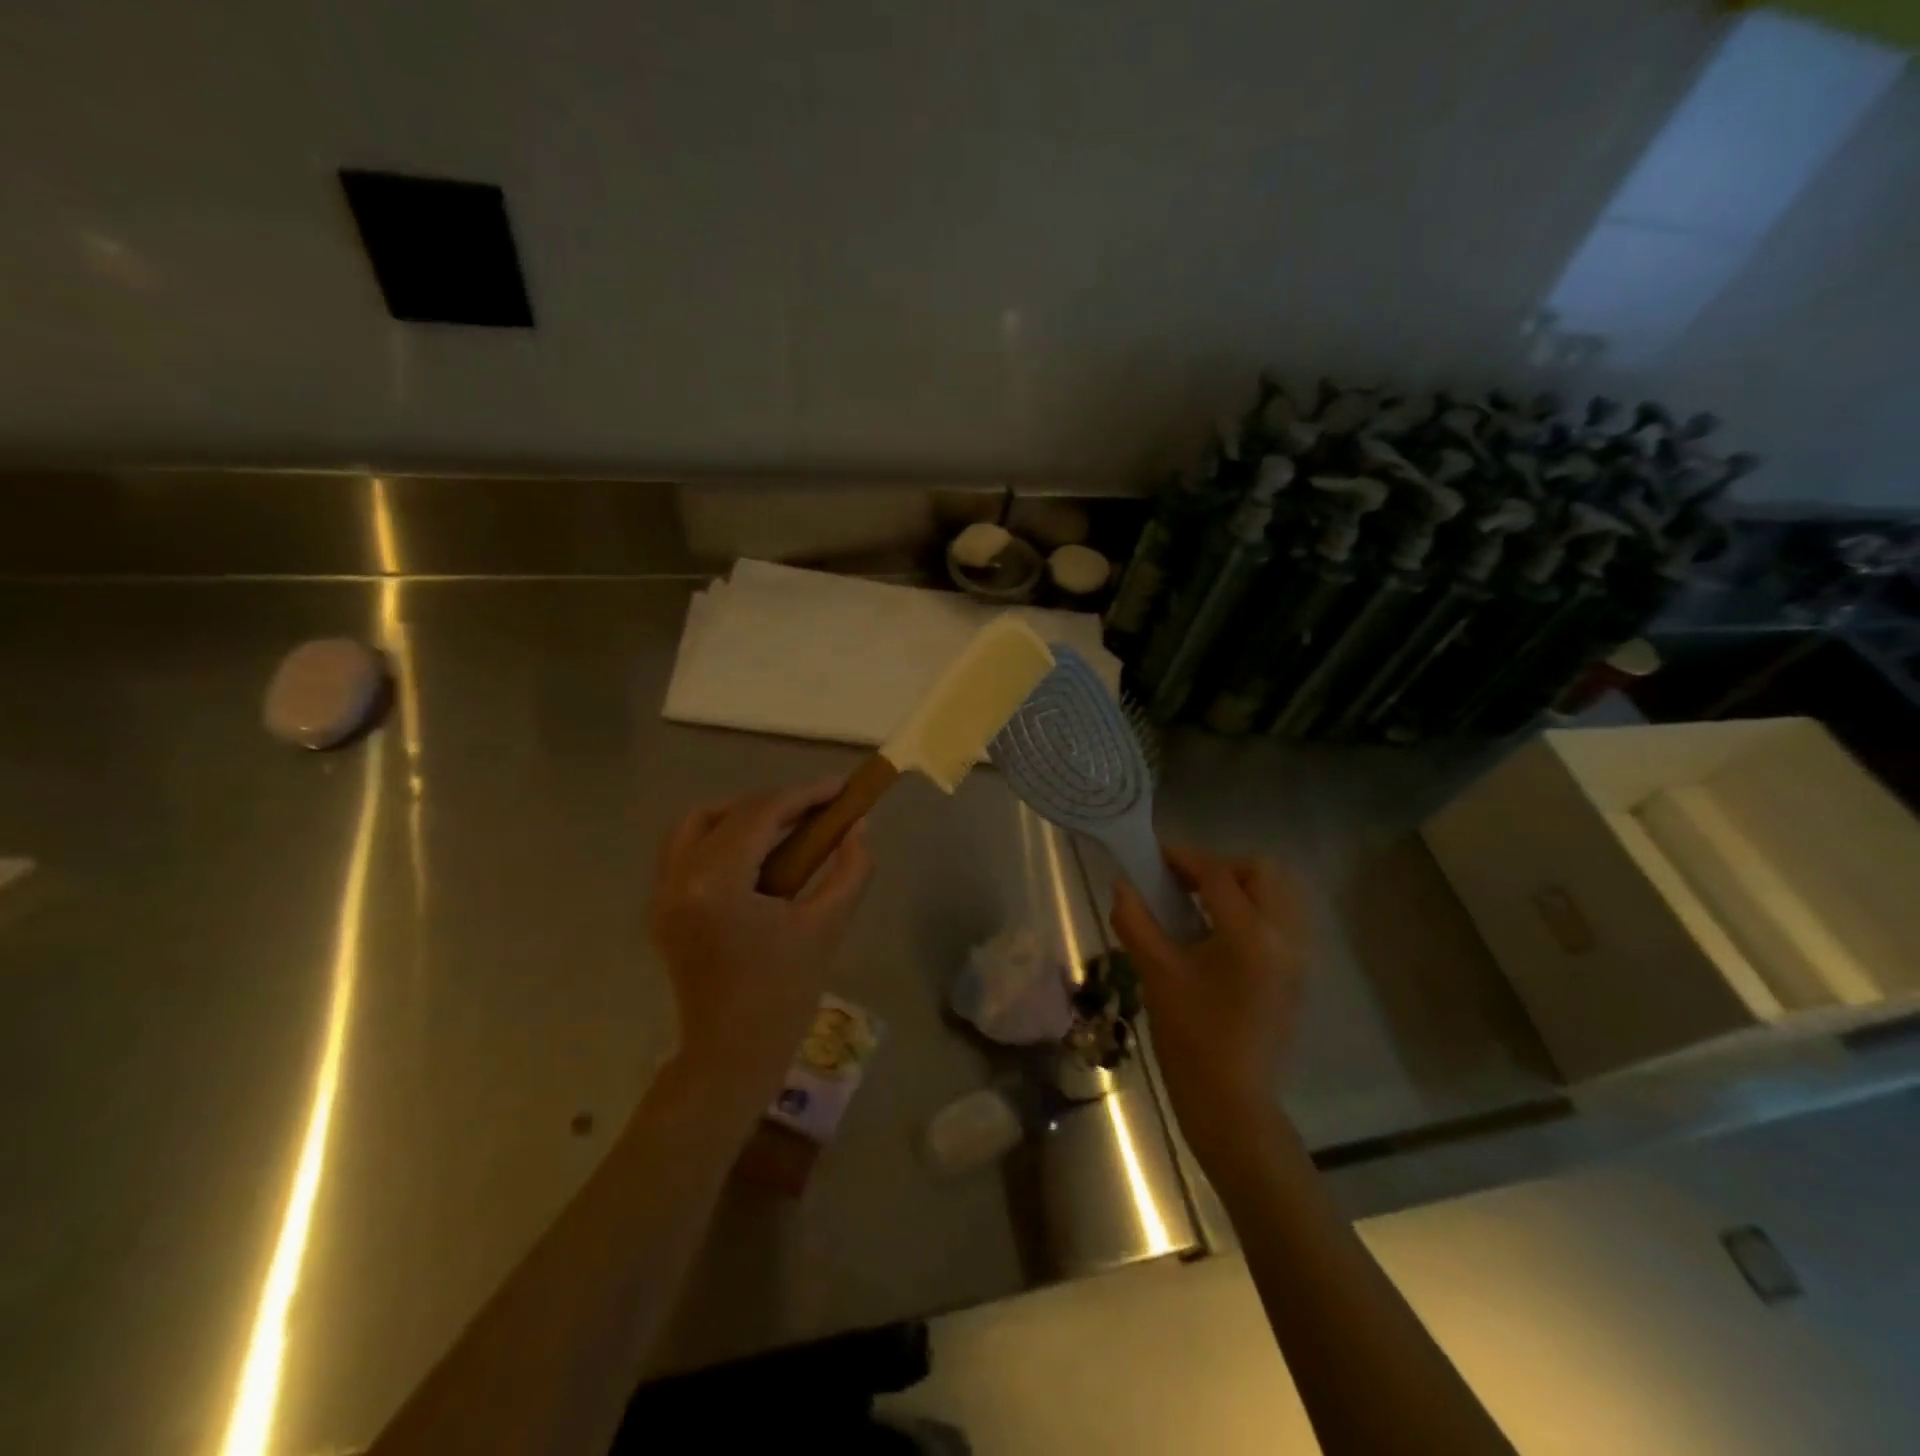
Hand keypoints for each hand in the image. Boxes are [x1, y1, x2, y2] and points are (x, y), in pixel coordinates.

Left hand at [651, 780, 873, 1099]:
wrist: (732, 1055)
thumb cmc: (784, 994)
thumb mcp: (826, 926)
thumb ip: (850, 868)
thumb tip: (860, 825)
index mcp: (716, 883)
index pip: (761, 814)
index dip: (805, 795)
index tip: (842, 788)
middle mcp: (677, 877)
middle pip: (729, 813)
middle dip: (778, 804)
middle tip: (820, 810)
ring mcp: (662, 892)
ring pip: (697, 824)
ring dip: (742, 816)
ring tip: (786, 828)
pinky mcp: (662, 906)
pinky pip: (686, 849)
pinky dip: (721, 838)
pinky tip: (757, 855)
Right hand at [1109, 845, 1308, 1169]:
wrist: (1232, 1104)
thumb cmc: (1191, 1039)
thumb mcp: (1156, 974)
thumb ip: (1137, 921)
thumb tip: (1121, 885)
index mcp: (1250, 935)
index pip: (1218, 874)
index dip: (1183, 858)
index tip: (1154, 857)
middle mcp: (1285, 938)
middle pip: (1264, 872)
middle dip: (1223, 867)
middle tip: (1185, 883)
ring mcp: (1299, 958)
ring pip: (1280, 895)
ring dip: (1243, 887)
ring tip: (1202, 906)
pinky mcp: (1299, 976)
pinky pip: (1284, 921)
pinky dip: (1256, 911)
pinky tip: (1220, 935)